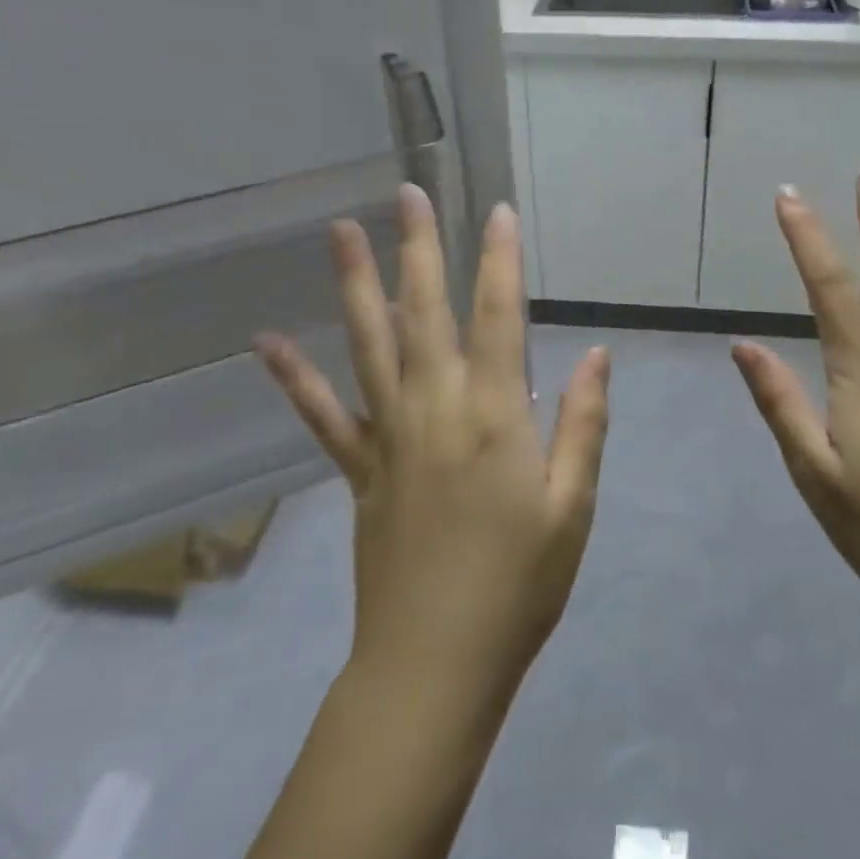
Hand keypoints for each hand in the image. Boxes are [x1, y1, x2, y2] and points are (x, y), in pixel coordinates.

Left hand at [255, 185, 610, 698]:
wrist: (435, 664)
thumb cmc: (519, 584)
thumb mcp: (572, 506)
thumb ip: (584, 423)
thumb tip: (595, 354)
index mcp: (495, 415)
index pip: (500, 316)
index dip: (501, 260)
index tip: (497, 212)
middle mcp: (436, 408)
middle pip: (425, 311)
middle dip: (419, 247)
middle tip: (407, 193)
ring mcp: (389, 435)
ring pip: (369, 344)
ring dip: (355, 284)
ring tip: (340, 231)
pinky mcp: (359, 468)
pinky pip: (322, 415)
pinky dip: (294, 378)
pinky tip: (264, 343)